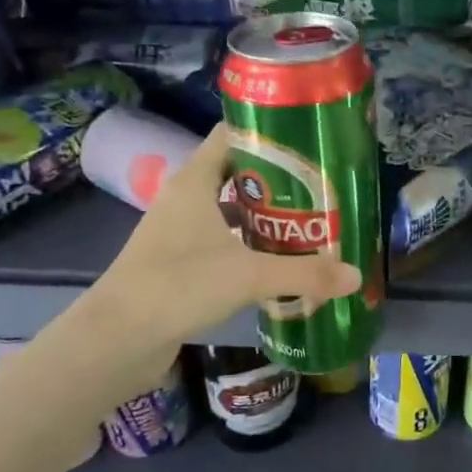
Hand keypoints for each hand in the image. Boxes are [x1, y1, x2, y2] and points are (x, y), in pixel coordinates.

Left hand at [95, 124, 360, 348]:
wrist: (116, 340)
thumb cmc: (179, 285)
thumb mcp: (249, 275)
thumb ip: (304, 274)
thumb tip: (355, 275)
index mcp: (194, 182)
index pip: (230, 136)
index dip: (266, 132)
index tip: (307, 138)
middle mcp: (184, 200)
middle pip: (235, 175)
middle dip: (277, 180)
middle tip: (320, 186)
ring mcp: (178, 234)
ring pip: (228, 212)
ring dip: (263, 217)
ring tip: (308, 223)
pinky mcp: (178, 265)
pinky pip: (221, 244)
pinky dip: (248, 248)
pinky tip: (277, 263)